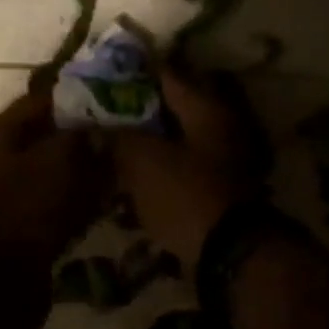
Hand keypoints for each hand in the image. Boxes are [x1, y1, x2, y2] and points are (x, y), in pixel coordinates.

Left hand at [0, 89, 107, 273]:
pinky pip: (47, 201)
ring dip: (78, 169)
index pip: (39, 100)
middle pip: (42, 137)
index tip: (112, 97)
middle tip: (118, 135)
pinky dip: (71, 198)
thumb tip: (98, 128)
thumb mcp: (62, 159)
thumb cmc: (29, 207)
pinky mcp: (12, 225)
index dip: (76, 96)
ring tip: (114, 168)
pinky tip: (99, 201)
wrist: (1, 279)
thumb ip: (82, 135)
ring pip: (47, 171)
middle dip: (80, 136)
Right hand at [112, 70, 267, 268]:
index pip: (167, 76)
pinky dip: (160, 173)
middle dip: (138, 114)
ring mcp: (226, 160)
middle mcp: (223, 126)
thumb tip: (99, 127)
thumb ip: (118, 137)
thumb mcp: (142, 160)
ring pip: (177, 142)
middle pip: (173, 111)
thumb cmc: (185, 195)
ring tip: (113, 153)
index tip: (105, 78)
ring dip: (148, 146)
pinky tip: (134, 184)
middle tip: (104, 118)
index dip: (134, 75)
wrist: (228, 253)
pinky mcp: (220, 190)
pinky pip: (183, 171)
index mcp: (207, 108)